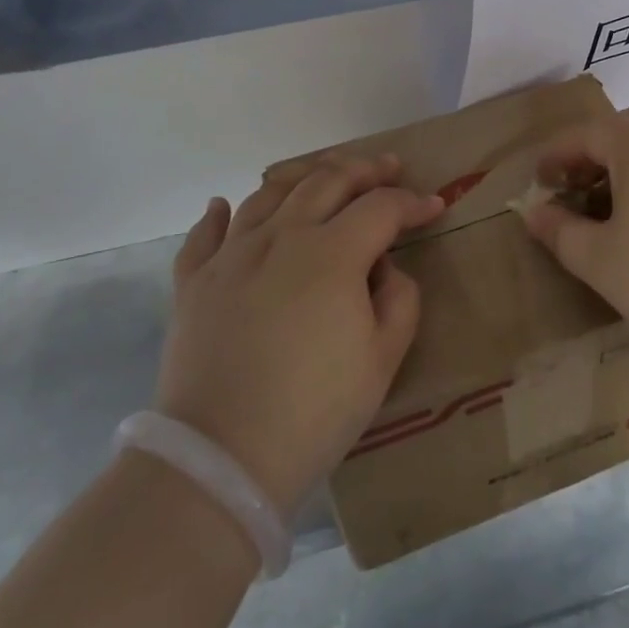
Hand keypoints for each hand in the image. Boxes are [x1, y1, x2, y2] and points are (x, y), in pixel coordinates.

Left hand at [155, 154, 442, 516]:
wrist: (221, 459)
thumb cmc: (314, 412)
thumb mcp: (383, 360)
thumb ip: (399, 300)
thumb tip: (383, 269)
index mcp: (331, 253)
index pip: (381, 208)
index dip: (413, 203)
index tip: (434, 206)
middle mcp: (281, 236)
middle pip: (327, 181)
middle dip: (365, 170)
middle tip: (387, 168)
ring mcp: (232, 254)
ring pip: (270, 193)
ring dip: (304, 176)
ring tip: (322, 176)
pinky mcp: (194, 280)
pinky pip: (205, 233)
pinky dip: (219, 213)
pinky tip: (223, 205)